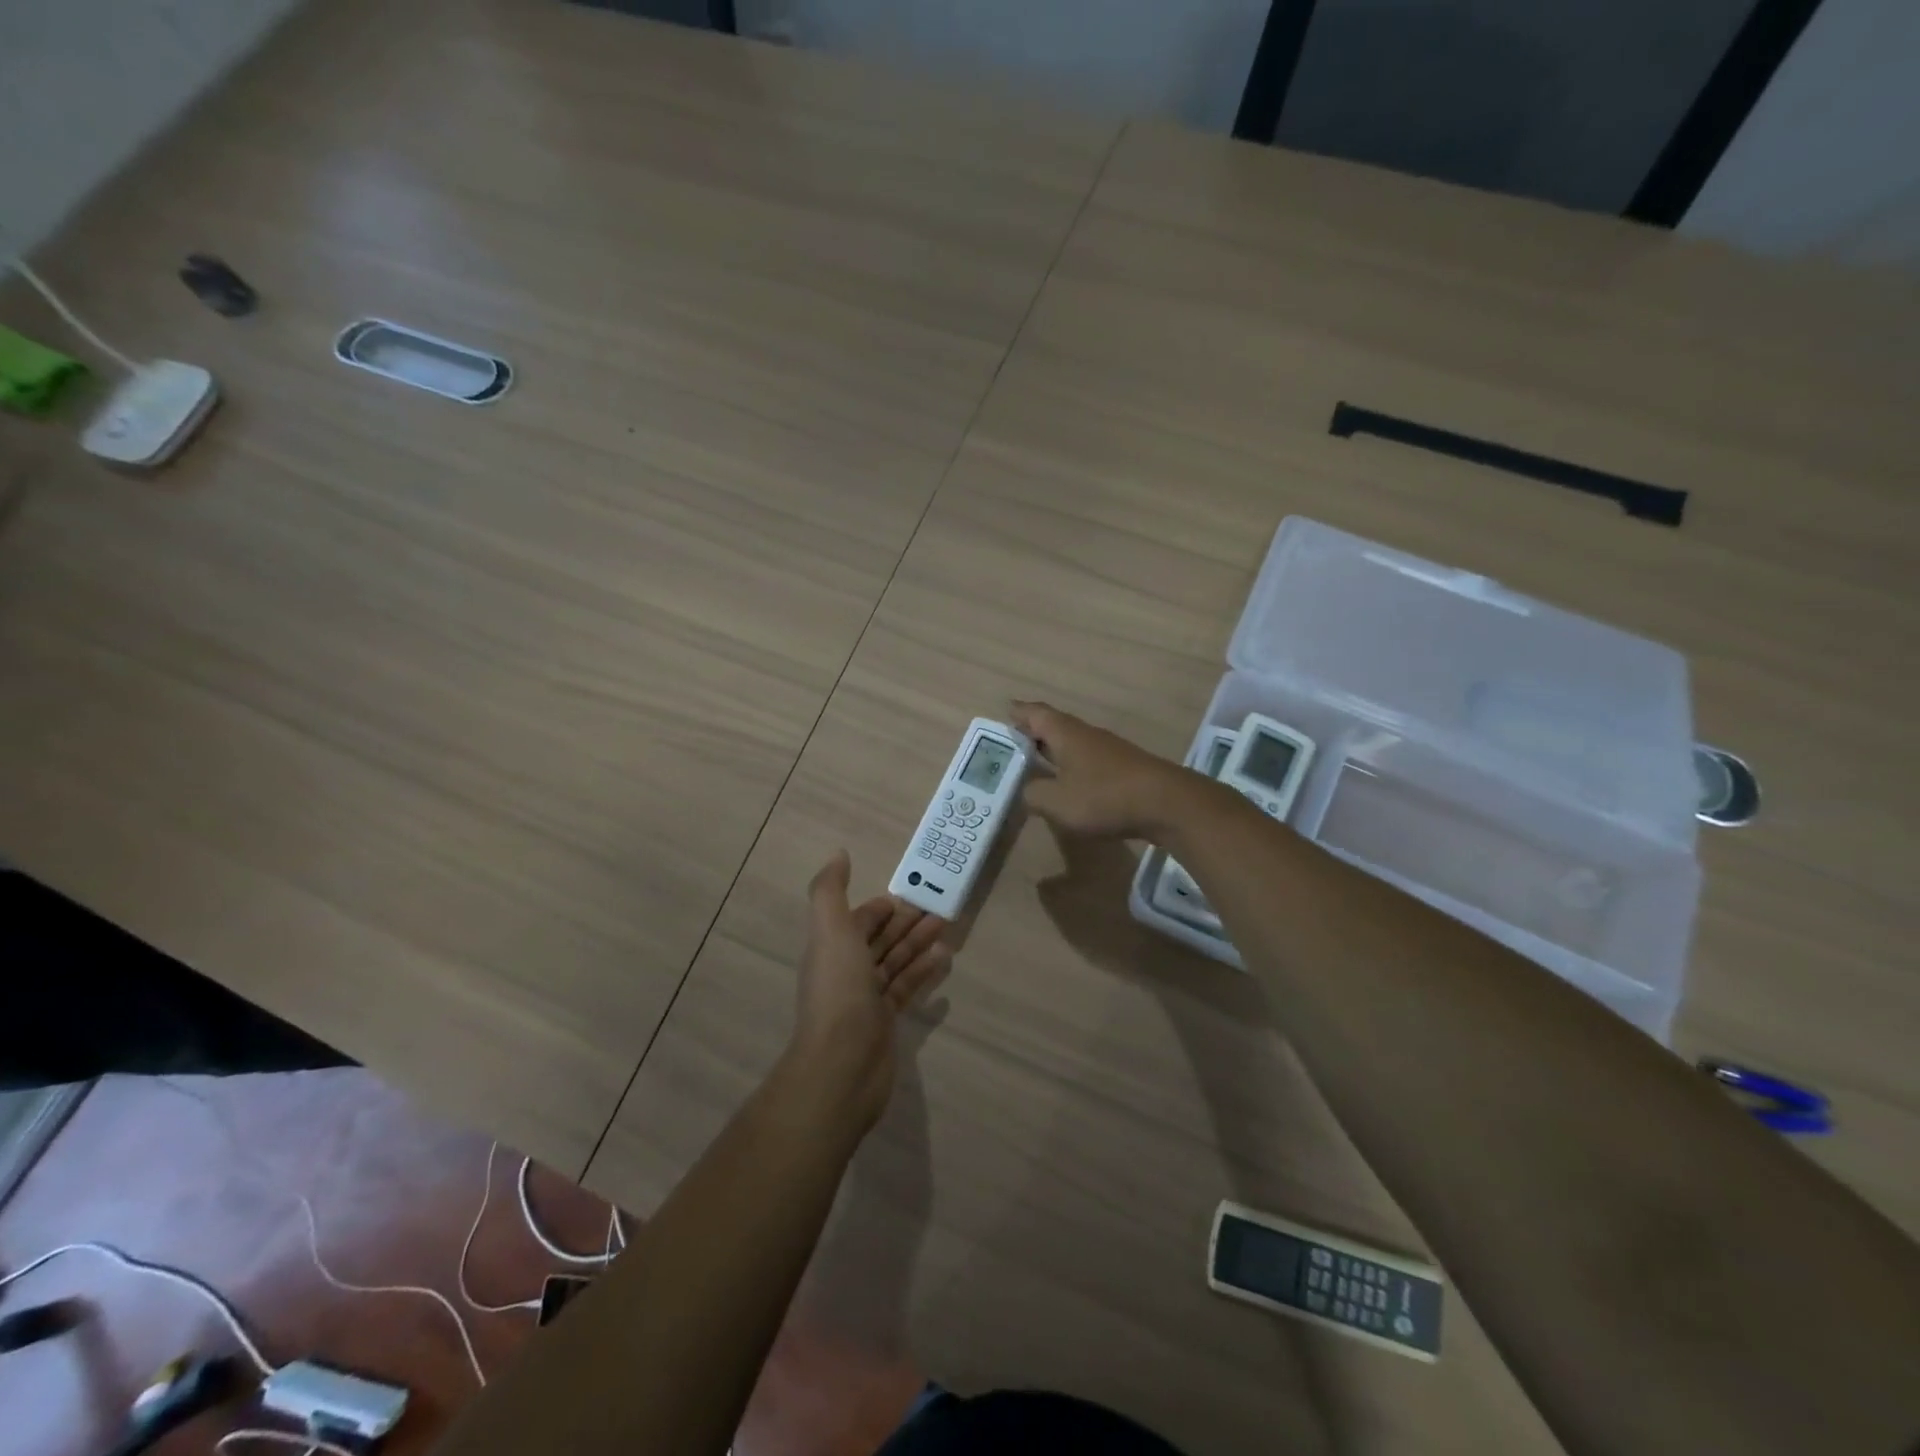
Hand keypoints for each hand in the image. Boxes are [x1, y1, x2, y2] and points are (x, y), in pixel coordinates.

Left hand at [787, 851, 950, 1130]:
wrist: (842, 1065)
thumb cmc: (839, 990)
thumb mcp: (831, 930)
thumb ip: (831, 890)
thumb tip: (837, 854)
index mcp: (832, 947)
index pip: (858, 920)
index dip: (881, 907)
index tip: (910, 895)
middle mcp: (847, 970)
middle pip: (880, 940)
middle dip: (906, 923)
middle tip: (939, 908)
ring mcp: (866, 998)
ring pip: (895, 963)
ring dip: (918, 944)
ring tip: (946, 929)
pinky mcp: (884, 1022)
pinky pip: (906, 989)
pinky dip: (923, 973)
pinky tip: (944, 962)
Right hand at [1012, 700, 1189, 839]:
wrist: (1166, 804)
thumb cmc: (1104, 797)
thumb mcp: (1057, 802)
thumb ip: (1034, 794)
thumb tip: (1026, 789)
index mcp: (1066, 734)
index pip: (1036, 714)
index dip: (1020, 713)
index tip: (1006, 710)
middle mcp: (1086, 735)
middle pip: (1056, 726)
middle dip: (1035, 731)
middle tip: (1015, 738)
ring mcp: (1108, 750)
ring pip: (1074, 743)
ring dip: (1055, 749)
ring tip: (1037, 760)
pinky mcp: (1124, 768)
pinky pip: (1089, 760)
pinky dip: (1073, 765)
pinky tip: (1070, 781)